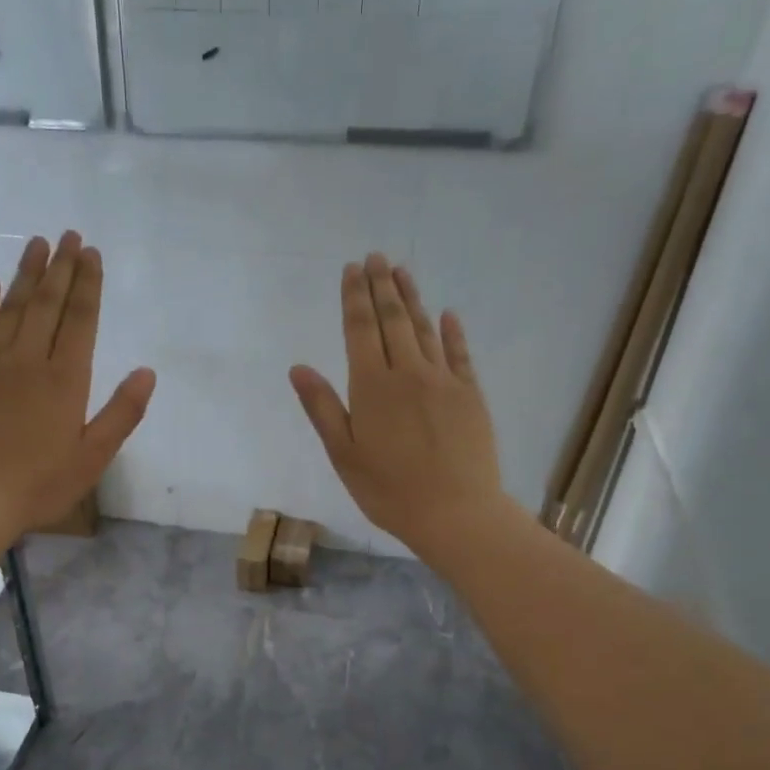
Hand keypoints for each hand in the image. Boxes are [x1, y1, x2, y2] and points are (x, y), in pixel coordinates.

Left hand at [0, 232, 154, 546]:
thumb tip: (147, 372)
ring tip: (37, 243)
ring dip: (25, 274)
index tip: (92, 254)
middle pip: (47, 305)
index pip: (81, 321)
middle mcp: (28, 361)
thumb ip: (121, 414)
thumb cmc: (37, 484)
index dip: (88, 286)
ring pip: (11, 308)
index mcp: (65, 380)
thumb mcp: (92, 458)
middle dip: (60, 268)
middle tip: (69, 235)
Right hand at [290, 254, 507, 555]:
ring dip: (412, 298)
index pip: (360, 330)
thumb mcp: (344, 455)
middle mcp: (408, 373)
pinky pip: (460, 353)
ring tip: (402, 271)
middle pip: (393, 320)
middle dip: (382, 286)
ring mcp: (444, 381)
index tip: (352, 269)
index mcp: (372, 387)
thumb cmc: (389, 491)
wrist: (455, 512)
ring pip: (424, 329)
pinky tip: (447, 315)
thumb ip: (323, 408)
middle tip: (376, 257)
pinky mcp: (471, 395)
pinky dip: (452, 331)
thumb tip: (299, 368)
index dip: (354, 298)